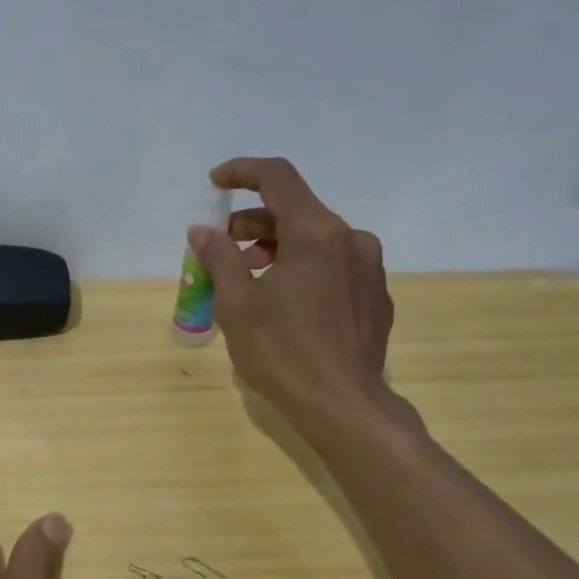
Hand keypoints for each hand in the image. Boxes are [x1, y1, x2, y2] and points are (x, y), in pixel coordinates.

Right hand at [188, 156, 417, 436]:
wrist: (344, 406)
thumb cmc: (282, 352)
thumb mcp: (237, 304)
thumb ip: (219, 258)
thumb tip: (202, 230)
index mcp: (316, 233)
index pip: (277, 177)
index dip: (242, 172)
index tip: (214, 182)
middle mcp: (350, 239)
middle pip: (296, 210)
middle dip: (253, 221)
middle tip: (222, 247)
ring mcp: (369, 268)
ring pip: (316, 239)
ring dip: (277, 247)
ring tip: (247, 278)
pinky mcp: (376, 296)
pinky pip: (333, 265)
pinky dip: (303, 268)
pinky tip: (283, 301)